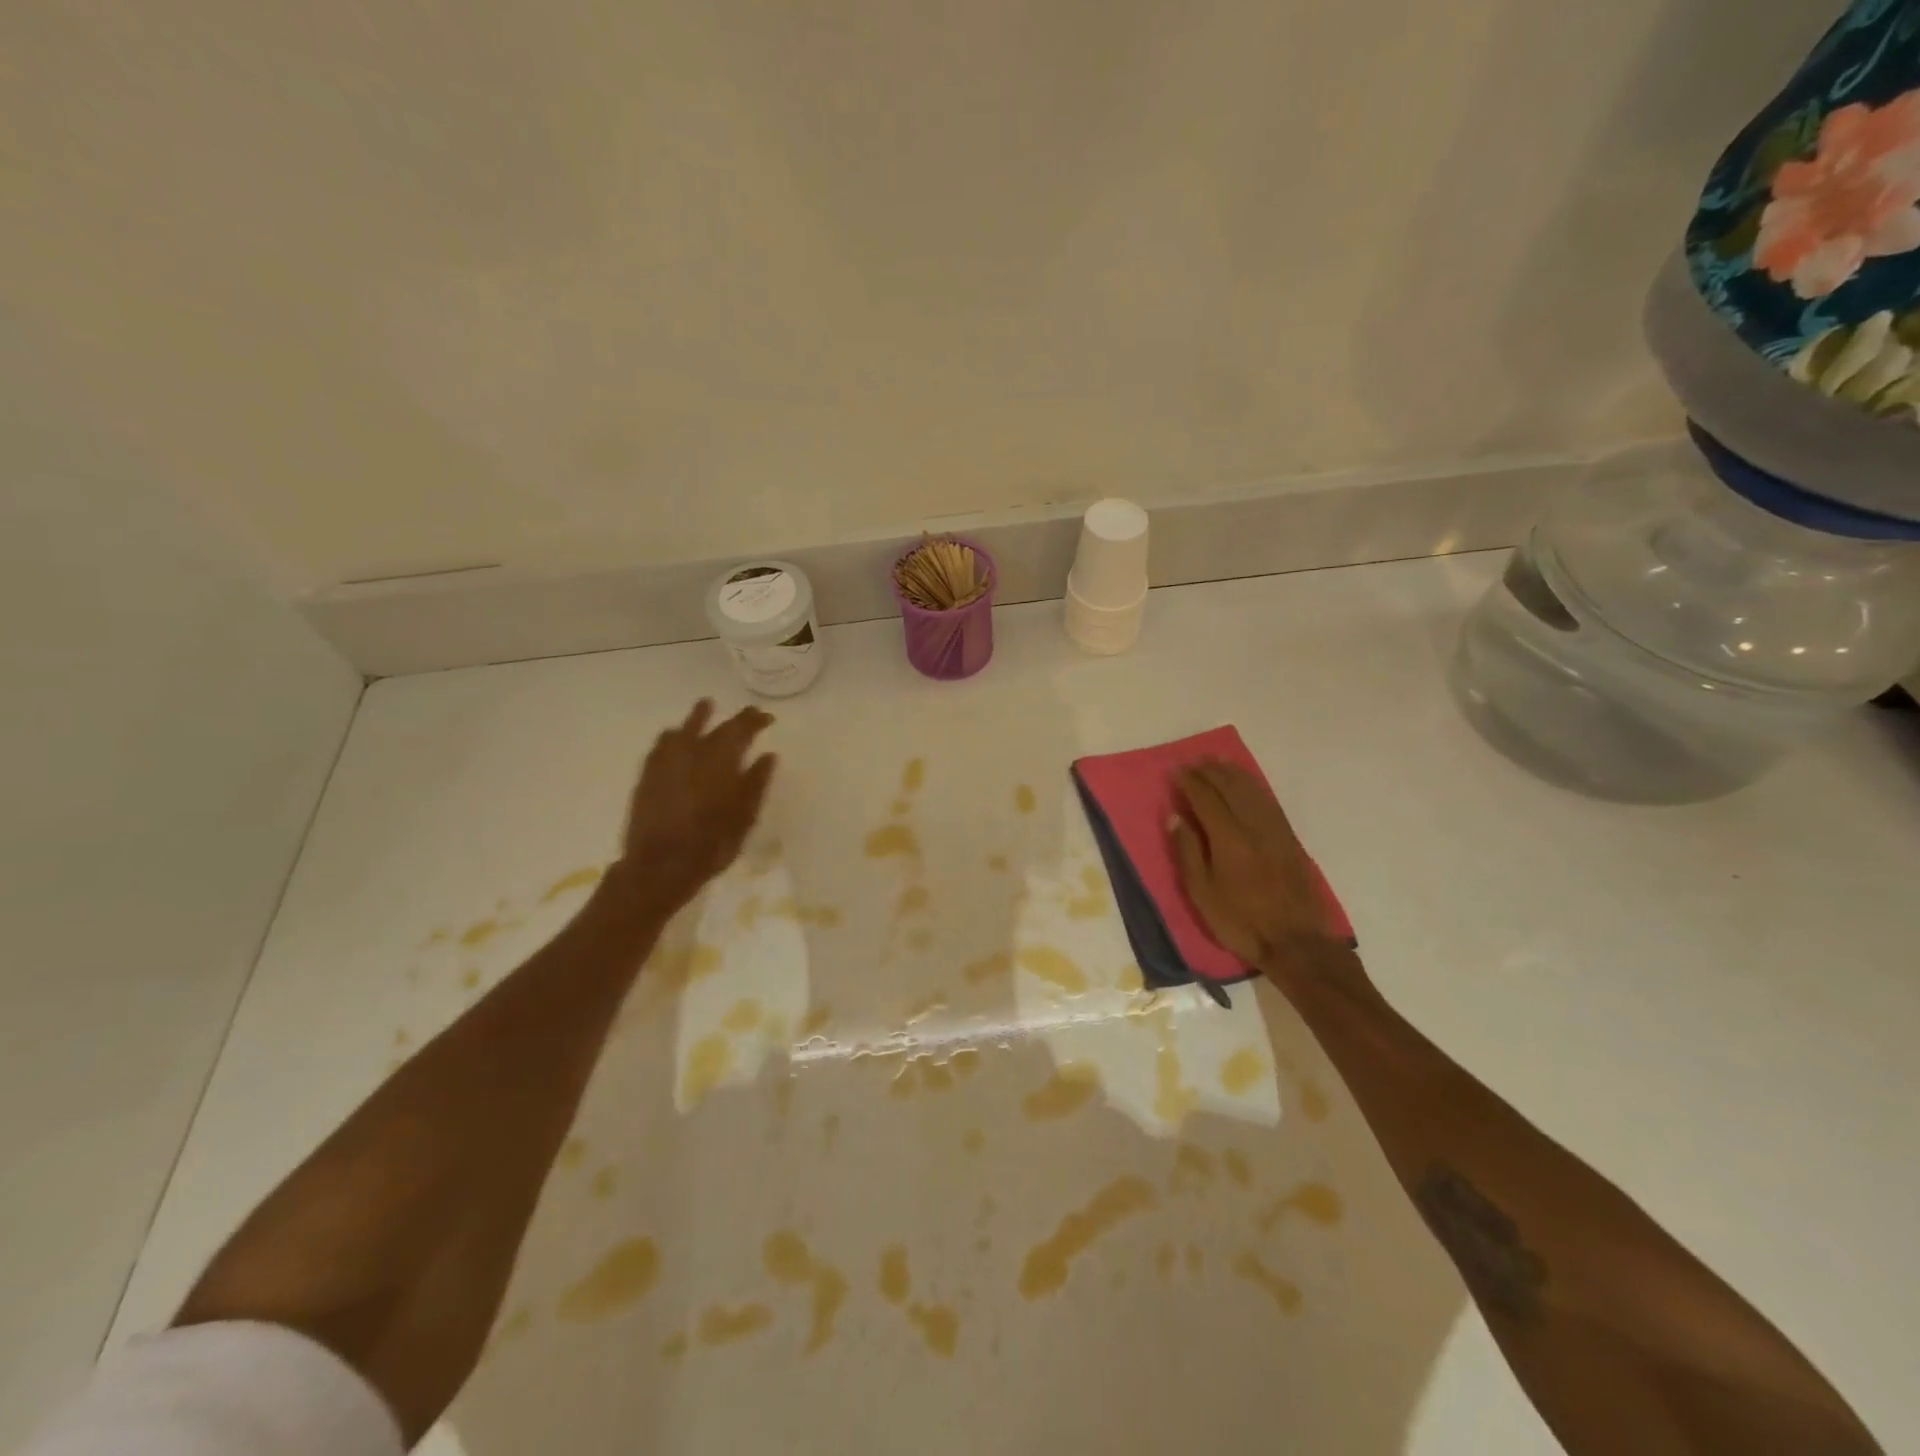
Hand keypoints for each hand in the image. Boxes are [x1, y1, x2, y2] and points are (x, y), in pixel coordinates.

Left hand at [614, 700, 776, 908]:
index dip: (754, 720)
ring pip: (683, 729)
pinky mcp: (647, 776)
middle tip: (747, 714)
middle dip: (734, 719)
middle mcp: (692, 753)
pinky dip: (672, 736)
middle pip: (715, 726)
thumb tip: (768, 755)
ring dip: (697, 717)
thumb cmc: (711, 844)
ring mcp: (666, 763)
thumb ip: (756, 782)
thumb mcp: (745, 817)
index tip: (767, 718)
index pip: (741, 729)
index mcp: (721, 761)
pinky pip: (661, 745)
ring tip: (706, 706)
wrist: (659, 867)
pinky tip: (673, 737)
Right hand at [1168, 760, 1349, 983]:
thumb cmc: (1240, 921)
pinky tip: (1247, 784)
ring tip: (1218, 763)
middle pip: (1231, 788)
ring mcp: (1276, 831)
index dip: (1190, 782)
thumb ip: (1188, 851)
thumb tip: (1175, 816)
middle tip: (1194, 763)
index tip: (1176, 771)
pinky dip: (1254, 786)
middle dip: (1210, 772)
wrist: (1296, 942)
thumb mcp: (1202, 892)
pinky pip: (1269, 802)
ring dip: (1233, 773)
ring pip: (1253, 791)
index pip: (1206, 798)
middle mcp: (1254, 826)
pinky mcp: (1290, 839)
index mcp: (1229, 839)